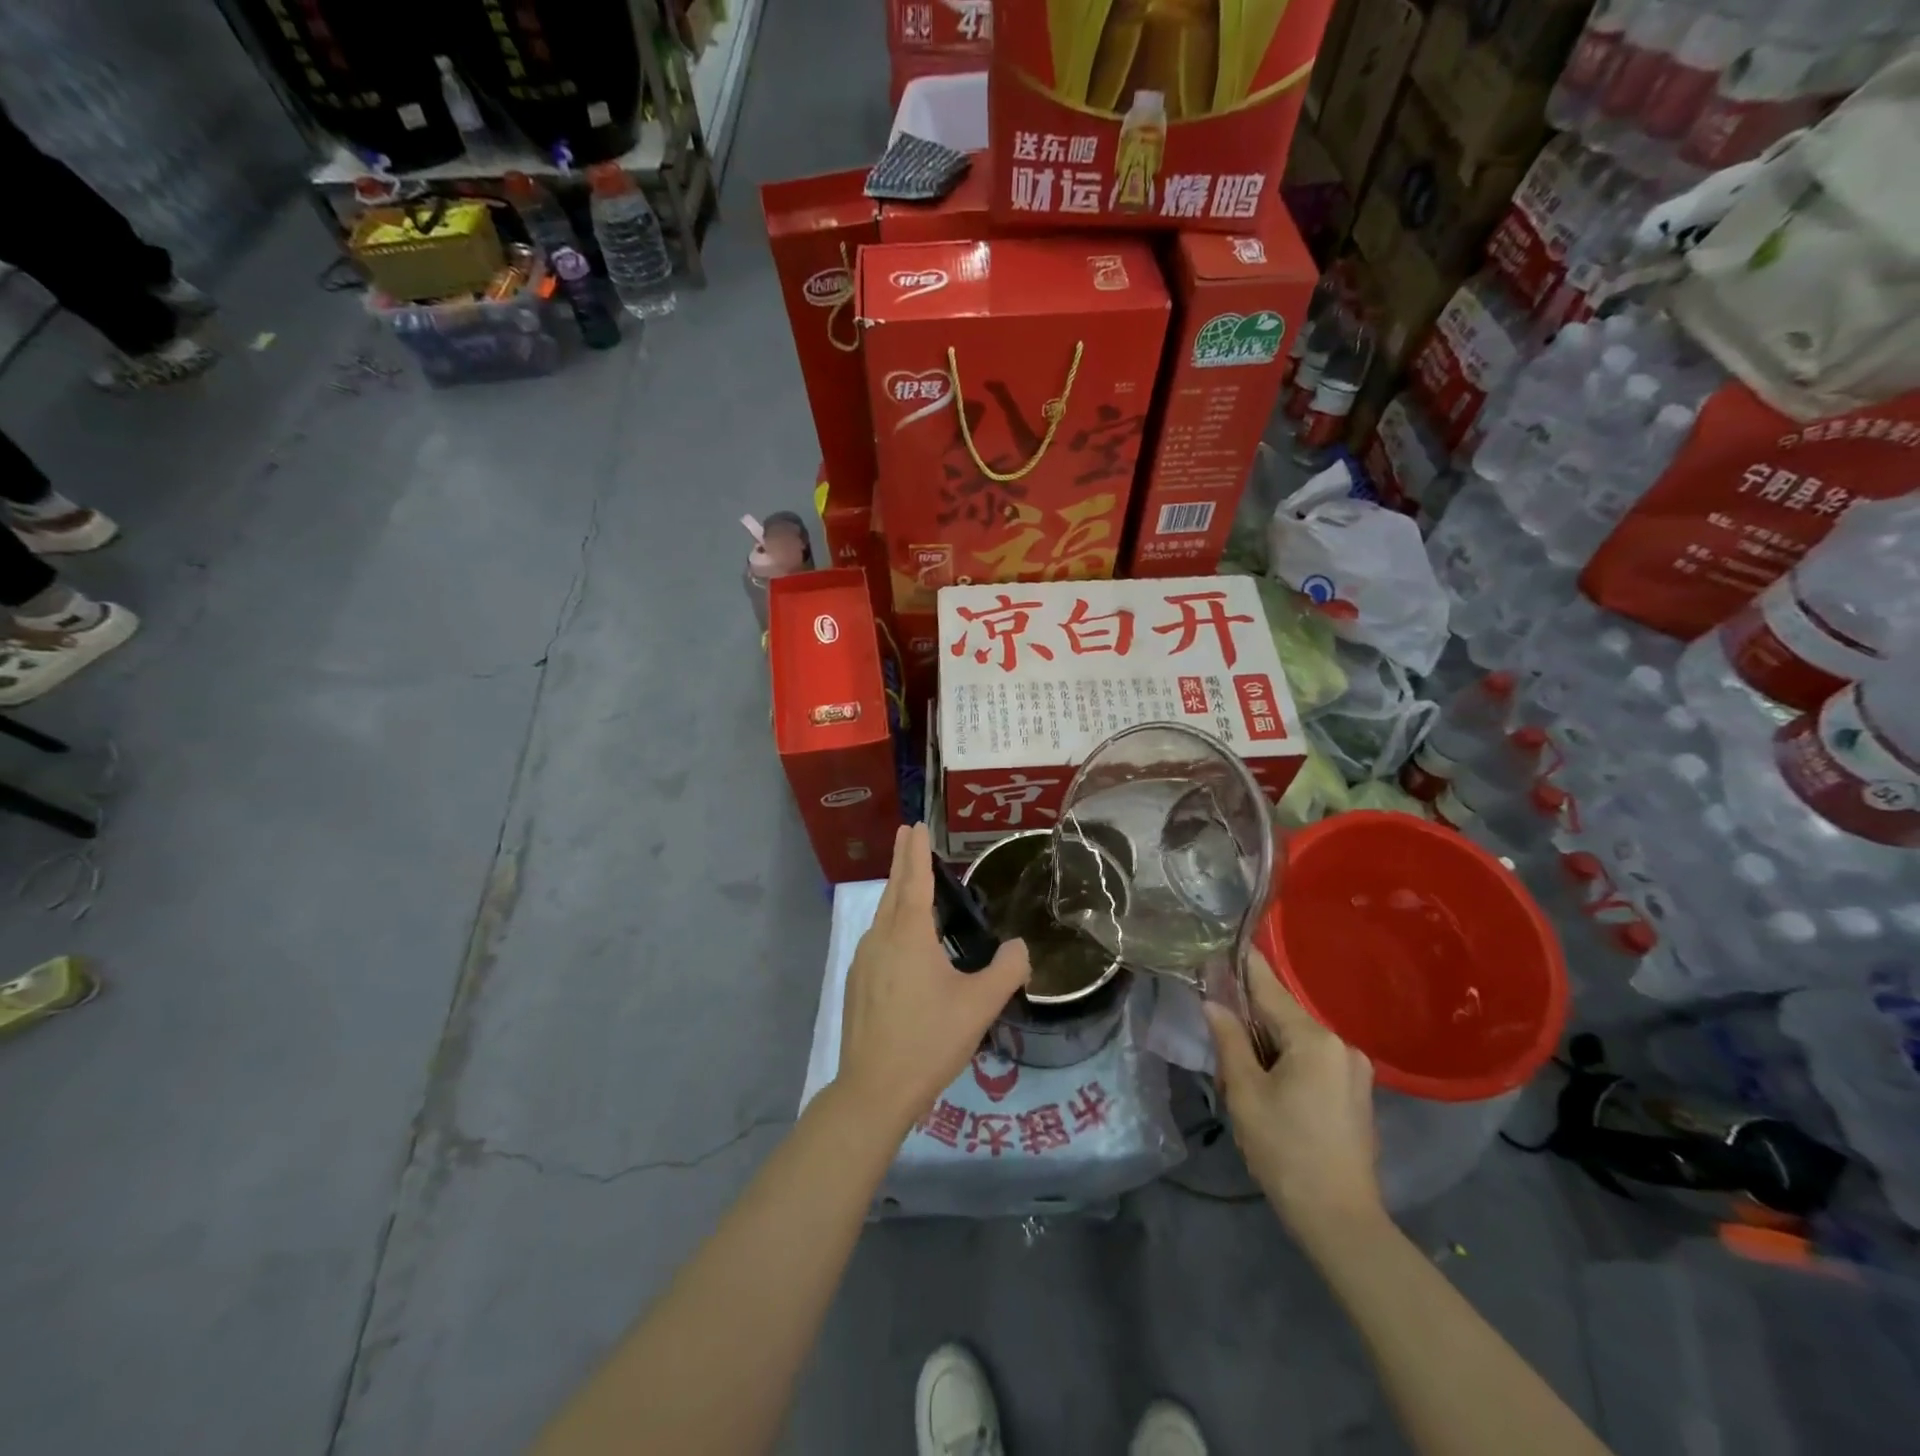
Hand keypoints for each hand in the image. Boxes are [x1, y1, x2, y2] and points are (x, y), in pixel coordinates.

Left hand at [836, 824, 1030, 1135]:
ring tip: (911, 884)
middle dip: (902, 861)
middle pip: (894, 891)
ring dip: (897, 894)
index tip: (914, 825)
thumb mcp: (980, 1006)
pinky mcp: (856, 983)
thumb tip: (1021, 947)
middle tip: (908, 834)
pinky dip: (891, 923)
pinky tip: (902, 941)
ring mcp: (864, 961)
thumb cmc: (929, 1040)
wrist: (874, 1089)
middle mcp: (881, 938)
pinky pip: (877, 939)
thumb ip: (1007, 970)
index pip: (914, 880)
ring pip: (883, 916)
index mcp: (909, 935)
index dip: (916, 851)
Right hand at [1204, 950, 1382, 1240]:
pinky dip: (1287, 1062)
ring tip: (1240, 1074)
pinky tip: (1270, 1088)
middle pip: (1283, 1016)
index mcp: (1314, 1040)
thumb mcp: (1245, 1093)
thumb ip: (1228, 1040)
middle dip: (1250, 1020)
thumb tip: (1213, 1003)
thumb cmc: (1285, 1151)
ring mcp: (1355, 1070)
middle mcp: (1340, 1045)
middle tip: (1218, 1035)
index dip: (1244, 965)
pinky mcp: (1357, 1093)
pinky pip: (1313, 1061)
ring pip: (1297, 1040)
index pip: (1269, 988)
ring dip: (1267, 1046)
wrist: (1341, 1221)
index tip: (1223, 943)